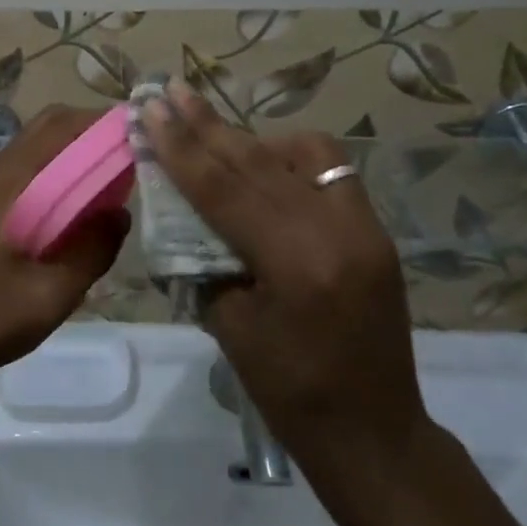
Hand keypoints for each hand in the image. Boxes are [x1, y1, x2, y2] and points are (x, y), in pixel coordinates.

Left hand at [0, 106, 130, 386]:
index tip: (141, 134)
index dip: (103, 123)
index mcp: (8, 180)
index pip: (61, 126)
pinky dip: (63, 170)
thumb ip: (92, 250)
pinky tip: (84, 203)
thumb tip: (121, 214)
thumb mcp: (52, 293)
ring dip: (77, 150)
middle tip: (131, 154)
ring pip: (41, 146)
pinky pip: (33, 169)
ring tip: (115, 176)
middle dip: (93, 131)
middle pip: (50, 126)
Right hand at [142, 87, 427, 475]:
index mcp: (295, 263)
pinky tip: (267, 166)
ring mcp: (365, 226)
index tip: (150, 109)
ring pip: (302, 152)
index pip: (224, 188)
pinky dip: (292, 159)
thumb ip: (206, 259)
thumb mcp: (231, 328)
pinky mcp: (376, 230)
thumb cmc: (290, 395)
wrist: (376, 435)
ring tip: (214, 132)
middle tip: (171, 90)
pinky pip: (331, 171)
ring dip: (252, 139)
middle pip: (258, 161)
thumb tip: (184, 211)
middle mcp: (337, 230)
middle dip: (207, 125)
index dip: (181, 146)